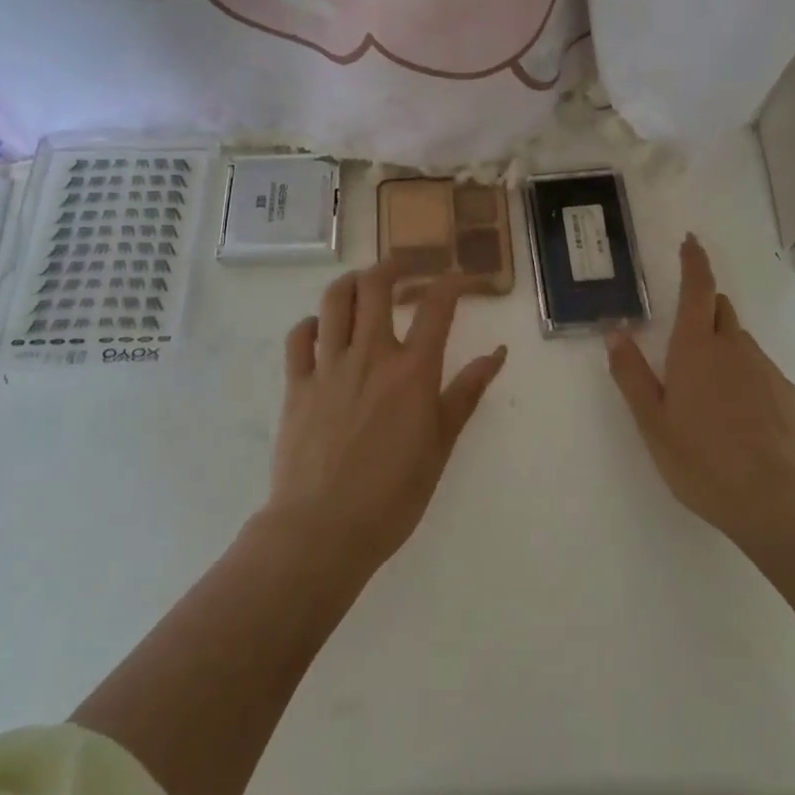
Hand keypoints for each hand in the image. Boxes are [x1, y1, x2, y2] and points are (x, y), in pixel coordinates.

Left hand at [268, 261, 507, 568]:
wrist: (324, 528)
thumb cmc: (394, 493)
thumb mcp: (442, 443)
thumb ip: (467, 392)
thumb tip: (497, 354)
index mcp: (413, 370)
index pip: (437, 307)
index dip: (451, 283)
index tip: (458, 277)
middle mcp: (371, 355)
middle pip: (376, 287)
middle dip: (392, 266)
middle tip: (402, 268)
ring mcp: (329, 366)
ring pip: (335, 300)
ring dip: (351, 282)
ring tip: (362, 284)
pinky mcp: (297, 384)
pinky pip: (299, 337)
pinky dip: (312, 323)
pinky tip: (322, 328)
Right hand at [606, 234, 794, 542]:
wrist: (774, 500)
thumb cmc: (701, 460)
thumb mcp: (652, 421)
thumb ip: (631, 373)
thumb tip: (614, 331)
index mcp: (696, 348)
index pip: (697, 288)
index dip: (693, 261)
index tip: (690, 241)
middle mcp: (734, 347)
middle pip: (719, 309)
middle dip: (703, 310)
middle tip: (685, 345)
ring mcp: (766, 369)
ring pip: (740, 343)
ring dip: (722, 350)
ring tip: (710, 397)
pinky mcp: (788, 394)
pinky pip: (761, 371)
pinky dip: (745, 379)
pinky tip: (740, 419)